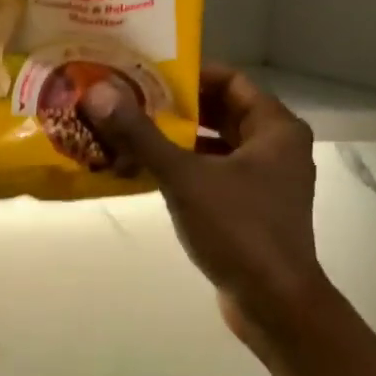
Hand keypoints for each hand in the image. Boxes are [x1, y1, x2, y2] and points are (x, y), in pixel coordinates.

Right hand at [82, 66, 328, 344]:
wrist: (274, 302)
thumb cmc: (239, 230)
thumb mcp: (185, 177)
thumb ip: (142, 135)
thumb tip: (98, 93)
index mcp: (275, 129)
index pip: (232, 80)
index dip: (191, 73)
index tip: (148, 74)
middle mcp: (276, 148)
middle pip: (222, 112)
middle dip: (178, 107)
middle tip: (130, 100)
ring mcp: (265, 181)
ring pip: (217, 145)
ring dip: (178, 139)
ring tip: (131, 132)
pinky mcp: (251, 209)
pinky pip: (214, 174)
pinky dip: (185, 168)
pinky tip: (147, 171)